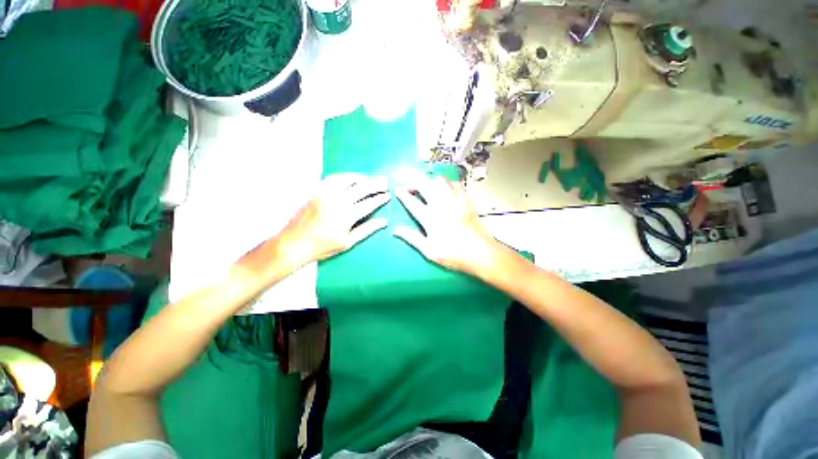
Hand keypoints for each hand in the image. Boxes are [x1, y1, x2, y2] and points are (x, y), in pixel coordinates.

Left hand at [278, 173, 390, 266]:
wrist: (294, 243)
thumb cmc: (323, 247)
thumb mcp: (348, 242)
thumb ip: (367, 229)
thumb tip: (384, 222)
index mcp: (347, 216)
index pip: (369, 203)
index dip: (380, 199)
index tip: (388, 196)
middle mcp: (338, 201)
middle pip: (362, 188)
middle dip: (376, 185)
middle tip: (385, 183)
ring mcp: (326, 194)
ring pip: (348, 179)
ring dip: (362, 178)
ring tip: (370, 179)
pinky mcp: (317, 191)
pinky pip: (333, 178)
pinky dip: (344, 176)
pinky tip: (350, 178)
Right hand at [393, 173, 502, 274]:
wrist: (480, 252)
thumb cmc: (454, 254)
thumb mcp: (429, 251)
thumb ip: (412, 238)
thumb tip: (396, 231)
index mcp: (431, 219)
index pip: (413, 203)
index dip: (403, 195)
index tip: (398, 189)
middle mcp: (442, 206)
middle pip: (425, 186)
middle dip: (415, 182)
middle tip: (411, 187)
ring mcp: (455, 201)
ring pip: (440, 181)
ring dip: (430, 181)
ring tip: (426, 187)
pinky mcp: (466, 200)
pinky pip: (455, 184)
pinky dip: (446, 183)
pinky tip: (445, 189)